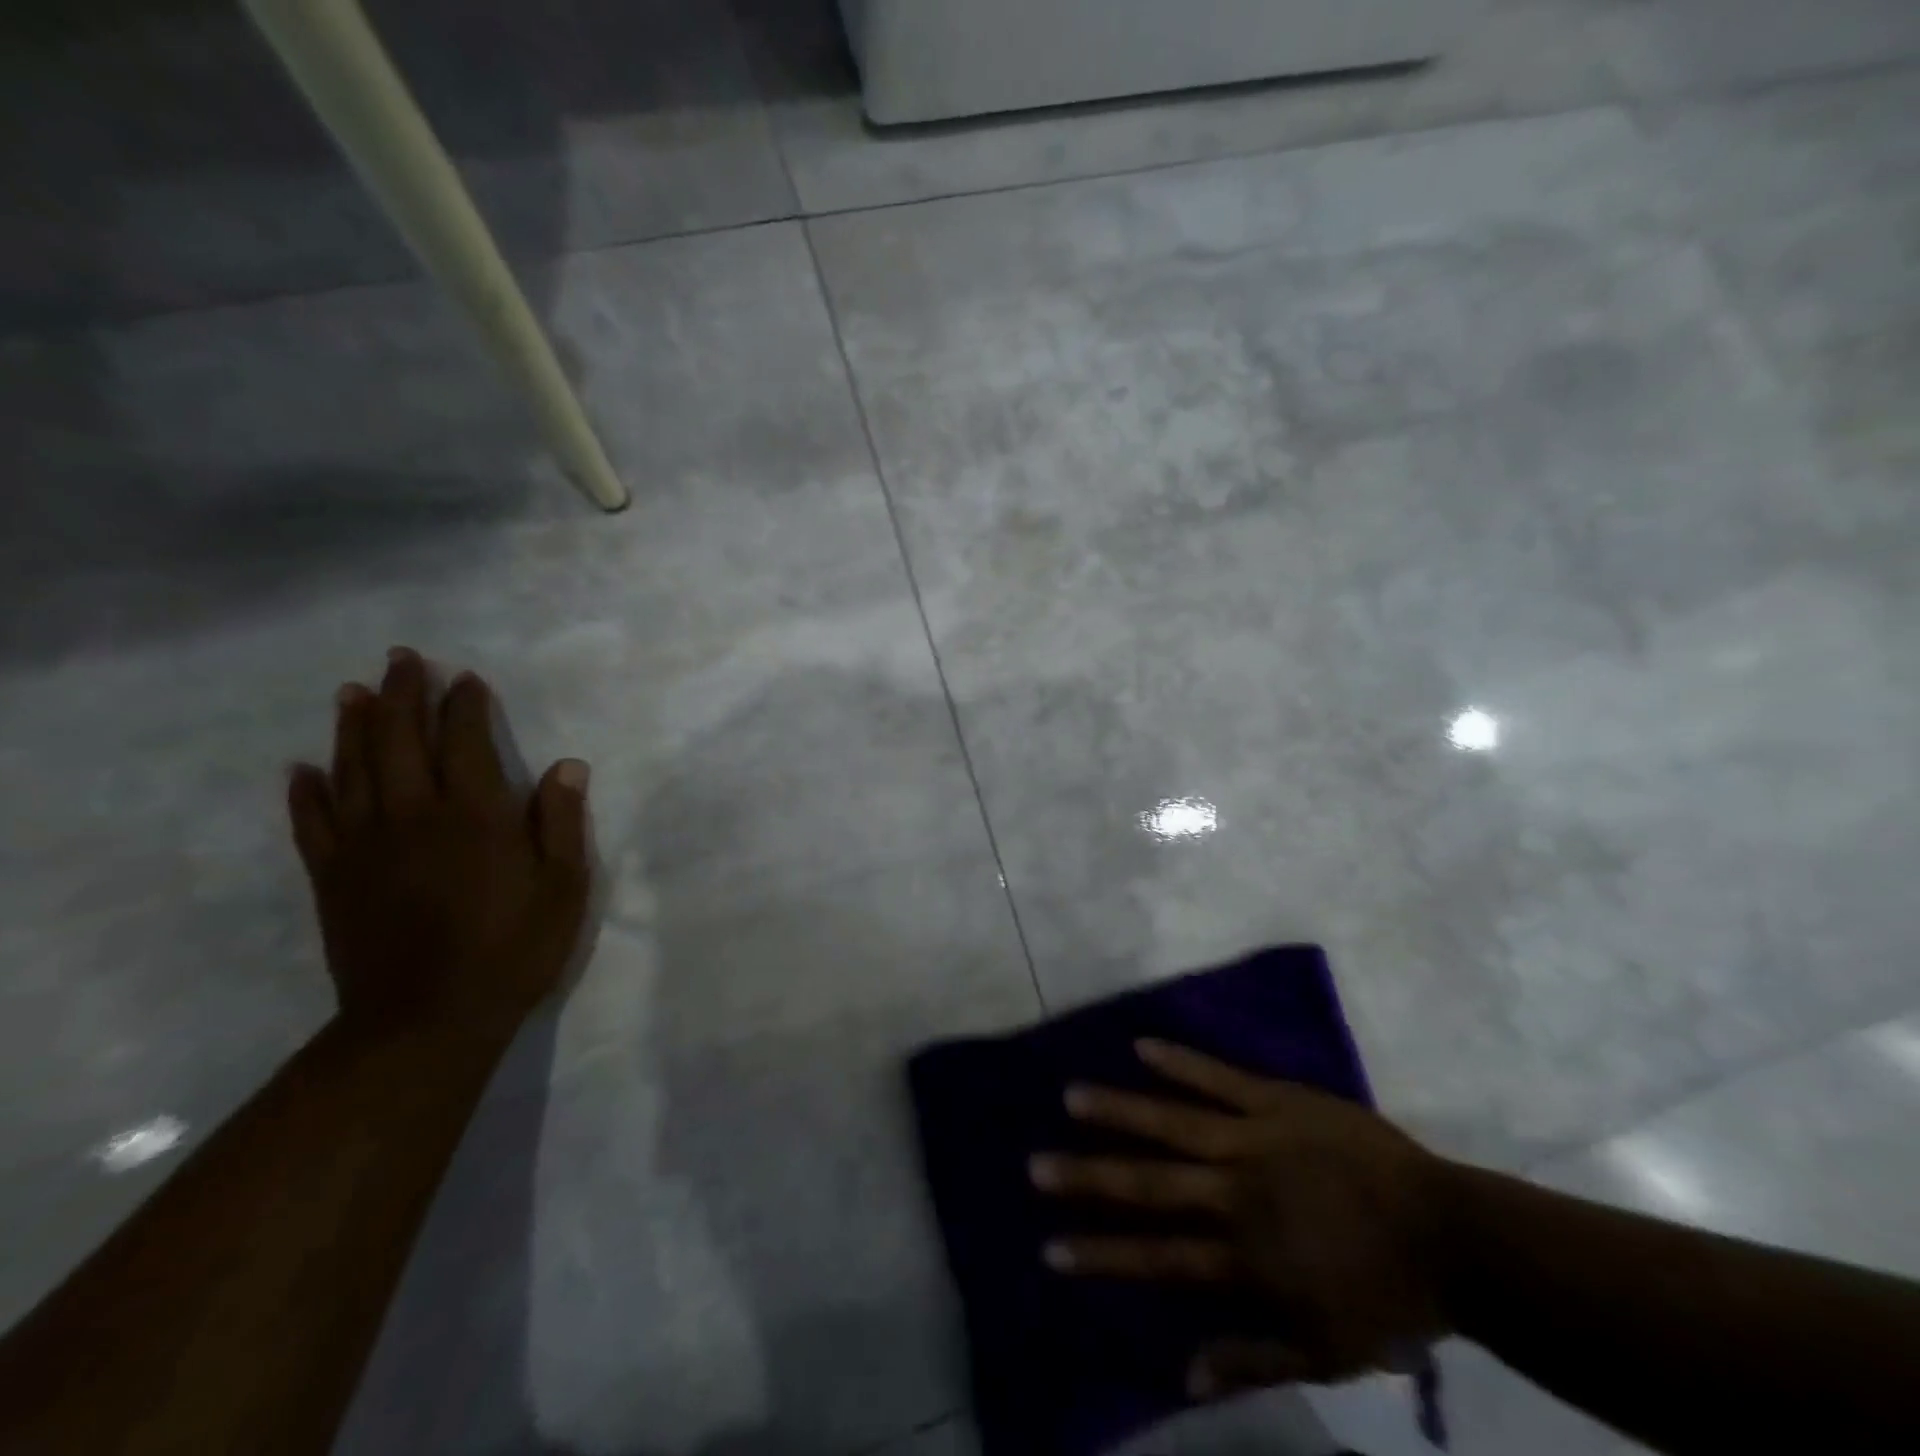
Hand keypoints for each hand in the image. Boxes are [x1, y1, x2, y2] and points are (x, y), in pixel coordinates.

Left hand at [286, 648, 592, 1045]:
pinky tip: (302, 769)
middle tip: (402, 659)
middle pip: (400, 740)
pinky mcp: (333, 877)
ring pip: (352, 769)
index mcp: (475, 815)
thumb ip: (563, 823)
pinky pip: (313, 823)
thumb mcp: (563, 888)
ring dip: (353, 726)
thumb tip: (567, 766)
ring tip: (352, 692)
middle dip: (402, 695)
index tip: (466, 678)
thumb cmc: (511, 949)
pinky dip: (307, 792)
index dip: (465, 706)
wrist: (426, 1020)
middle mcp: (414, 815)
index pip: (465, 741)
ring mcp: (366, 845)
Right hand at [1030, 1040, 1450, 1398]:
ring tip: (1071, 1096)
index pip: (1155, 1254)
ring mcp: (1253, 1137)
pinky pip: (1219, 1077)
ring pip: (1172, 1121)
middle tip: (1036, 1164)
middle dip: (1088, 1175)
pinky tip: (1142, 1046)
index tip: (1050, 1246)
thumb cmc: (1385, 1297)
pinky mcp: (1276, 1100)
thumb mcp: (1324, 1352)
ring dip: (1119, 1109)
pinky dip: (1180, 1062)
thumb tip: (1181, 1373)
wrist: (1450, 1233)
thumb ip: (1251, 1358)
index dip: (1100, 1252)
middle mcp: (1235, 1191)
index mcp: (1244, 1254)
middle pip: (1149, 1183)